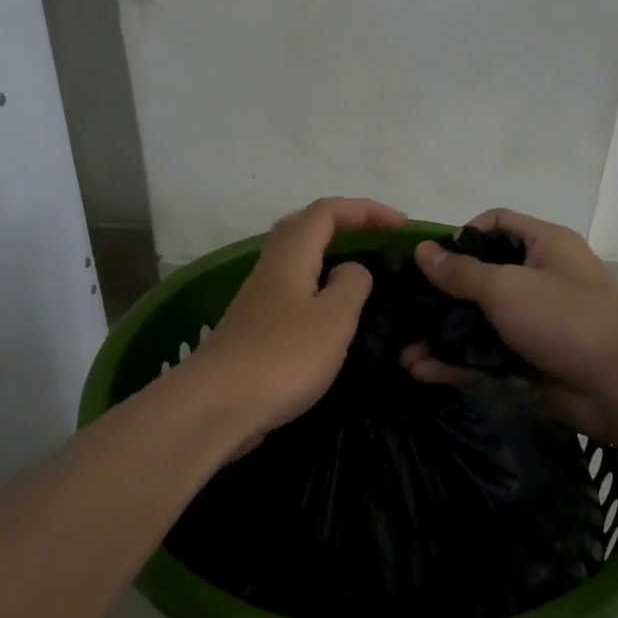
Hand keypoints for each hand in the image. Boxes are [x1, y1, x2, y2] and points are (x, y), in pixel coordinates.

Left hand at [191, 197, 406, 443]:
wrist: (216, 406)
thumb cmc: (282, 357)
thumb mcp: (333, 318)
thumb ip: (351, 285)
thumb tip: (352, 269)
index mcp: (290, 256)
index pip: (327, 212)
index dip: (366, 210)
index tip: (401, 226)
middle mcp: (270, 269)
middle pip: (304, 227)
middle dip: (343, 223)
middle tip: (377, 237)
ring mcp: (257, 300)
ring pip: (295, 260)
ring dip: (328, 255)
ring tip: (360, 273)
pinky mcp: (254, 330)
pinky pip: (291, 292)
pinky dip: (316, 289)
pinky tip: (330, 315)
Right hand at [401, 209, 617, 439]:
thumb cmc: (565, 318)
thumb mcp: (506, 287)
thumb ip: (461, 272)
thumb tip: (422, 251)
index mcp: (544, 244)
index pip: (495, 224)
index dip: (460, 236)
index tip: (428, 261)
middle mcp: (540, 277)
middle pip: (482, 276)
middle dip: (442, 295)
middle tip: (406, 309)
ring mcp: (536, 320)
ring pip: (480, 321)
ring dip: (444, 335)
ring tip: (404, 353)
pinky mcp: (532, 358)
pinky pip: (488, 354)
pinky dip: (459, 361)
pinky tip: (423, 372)